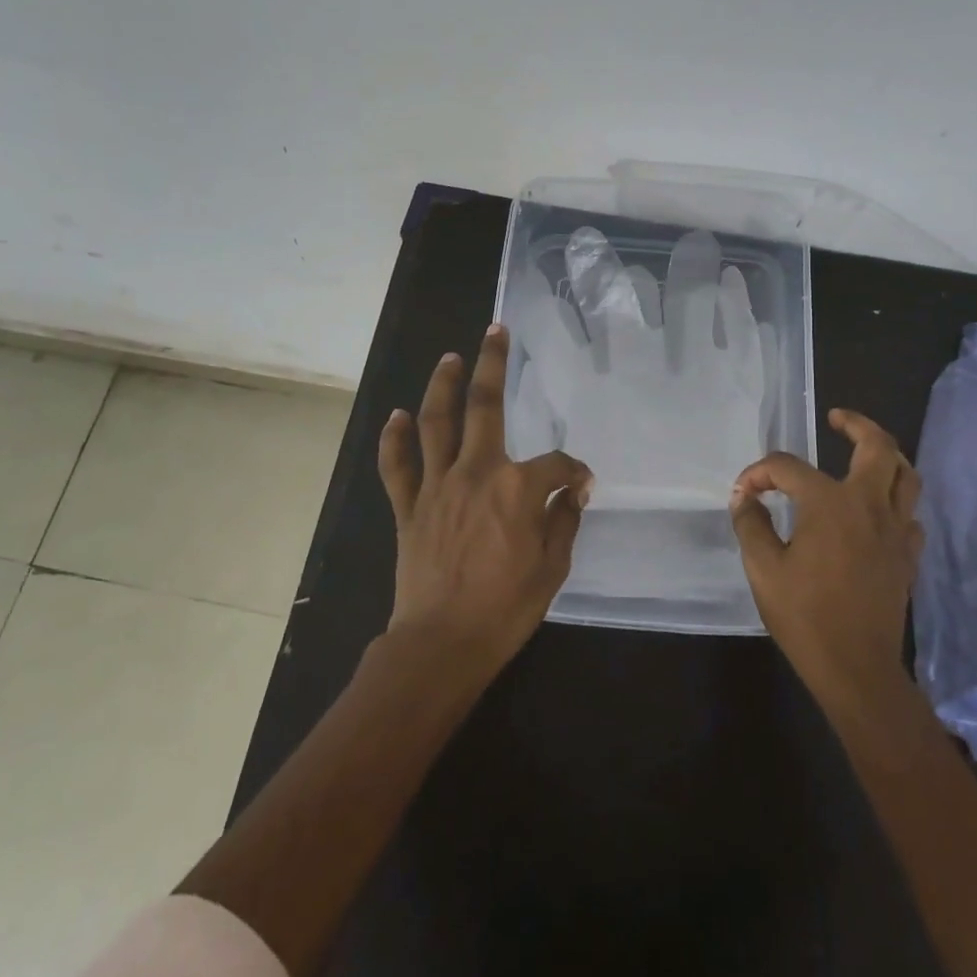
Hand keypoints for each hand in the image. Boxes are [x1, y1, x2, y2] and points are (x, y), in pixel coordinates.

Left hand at [378, 324, 592, 680]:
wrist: (442, 644)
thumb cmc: (505, 610)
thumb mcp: (552, 569)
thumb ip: (563, 521)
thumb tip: (573, 492)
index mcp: (517, 488)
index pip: (556, 463)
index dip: (574, 471)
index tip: (581, 486)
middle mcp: (475, 472)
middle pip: (483, 406)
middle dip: (492, 365)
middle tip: (495, 332)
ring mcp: (436, 486)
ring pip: (435, 423)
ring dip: (442, 385)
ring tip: (450, 357)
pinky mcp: (409, 507)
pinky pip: (398, 466)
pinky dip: (395, 439)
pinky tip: (397, 415)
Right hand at [729, 409, 923, 707]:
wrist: (856, 669)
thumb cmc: (805, 617)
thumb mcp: (763, 569)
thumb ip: (751, 524)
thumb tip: (744, 498)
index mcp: (829, 504)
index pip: (788, 467)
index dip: (759, 473)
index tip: (742, 493)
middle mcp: (869, 506)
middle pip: (878, 447)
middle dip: (857, 424)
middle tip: (836, 419)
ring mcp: (895, 530)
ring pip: (906, 475)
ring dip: (886, 455)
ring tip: (864, 451)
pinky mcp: (907, 555)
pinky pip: (909, 513)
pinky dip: (894, 500)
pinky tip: (875, 510)